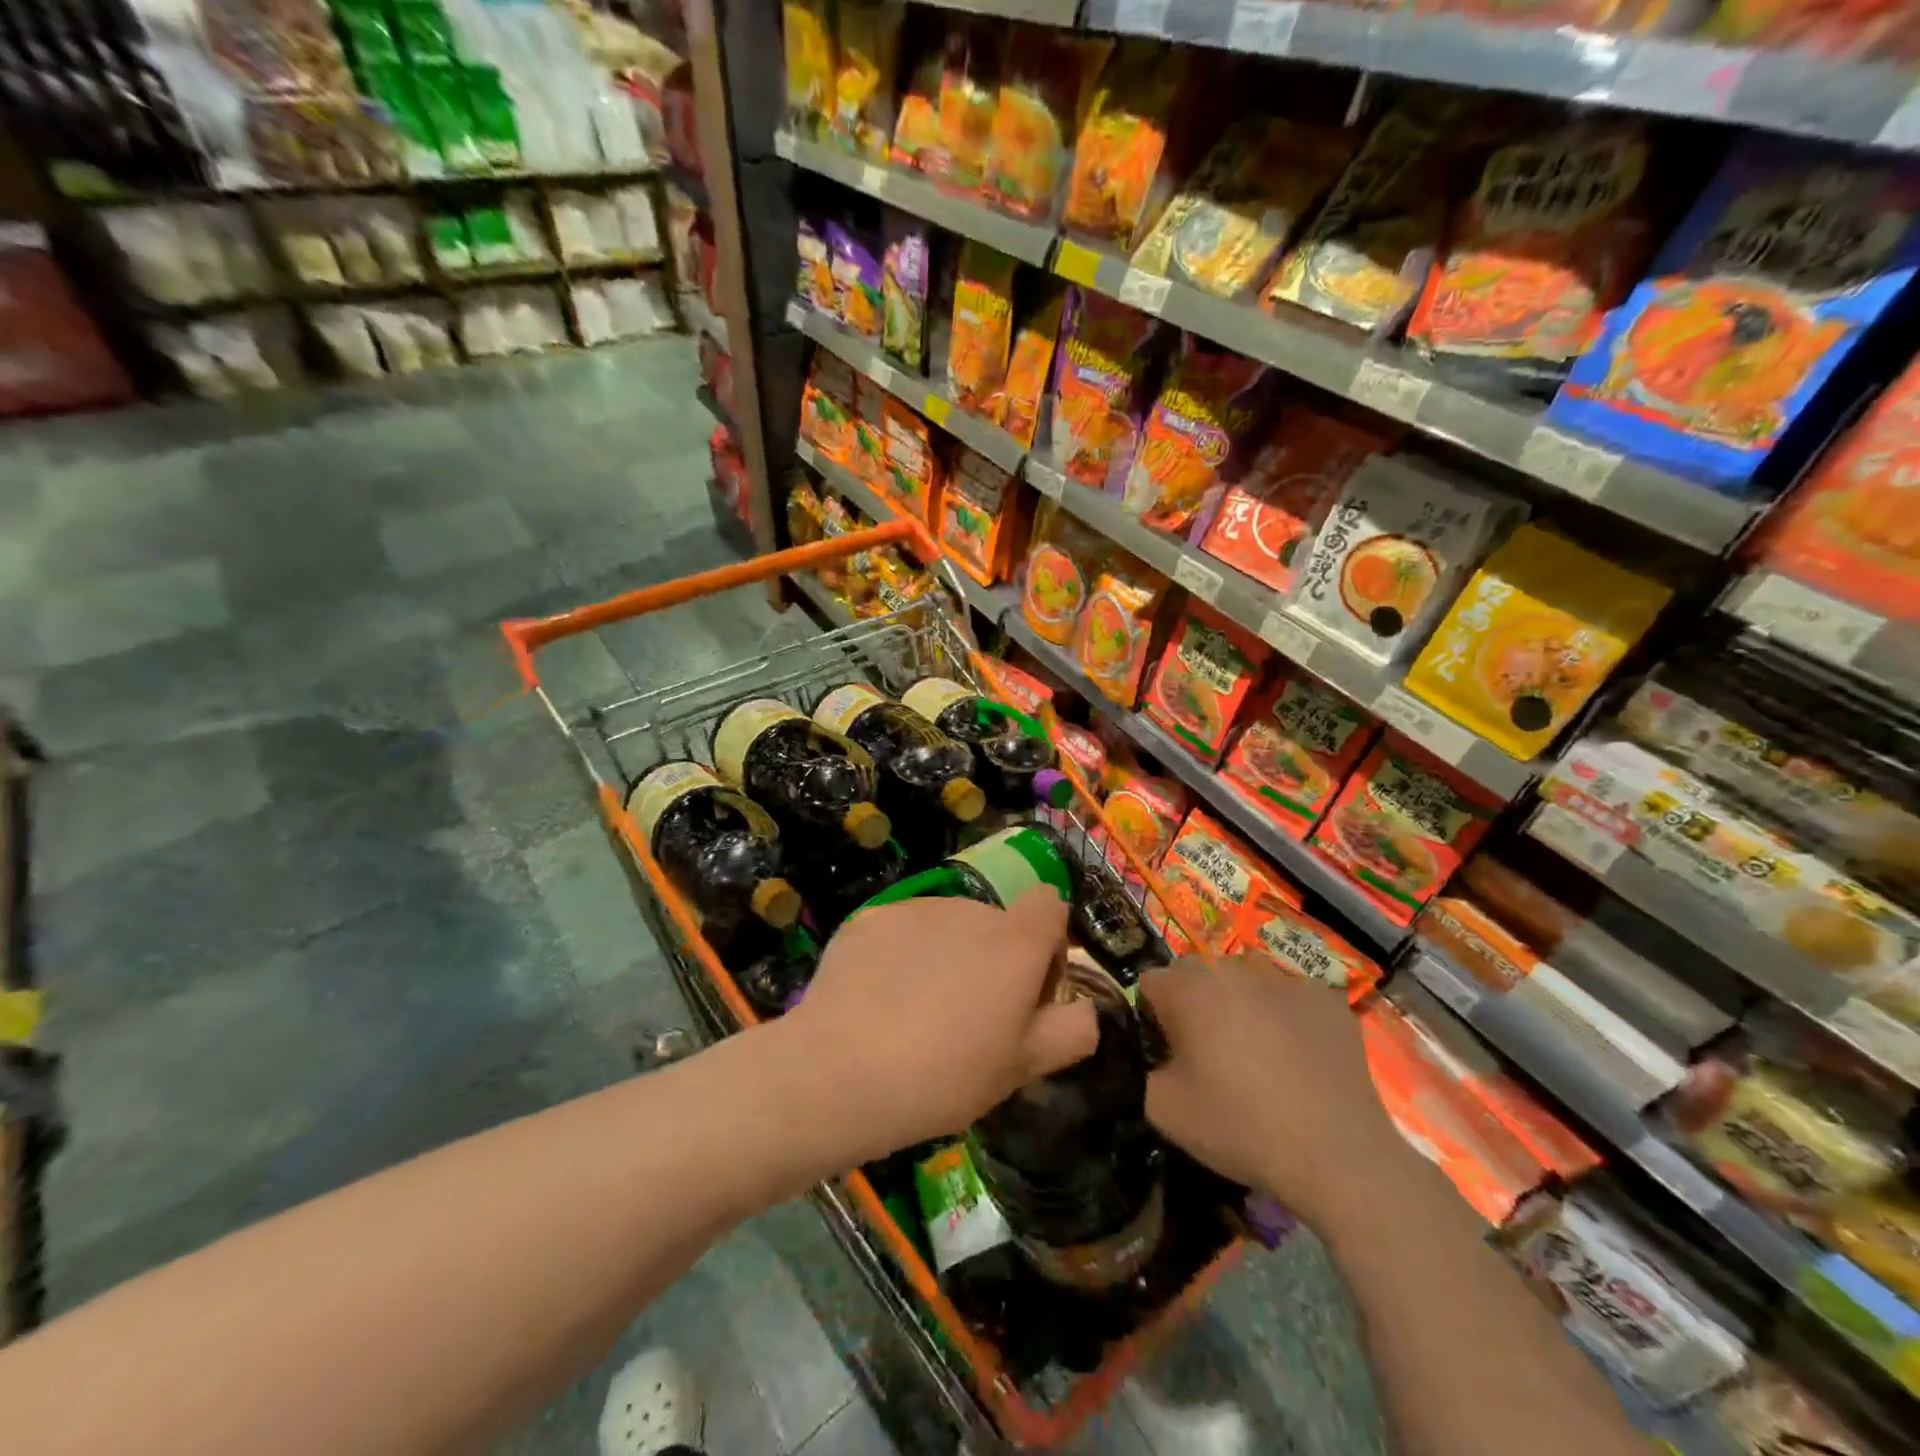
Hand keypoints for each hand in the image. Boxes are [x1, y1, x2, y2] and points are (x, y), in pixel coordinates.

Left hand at [782, 889, 1098, 1157]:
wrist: (839, 1072)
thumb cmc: (944, 1076)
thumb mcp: (1021, 1070)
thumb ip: (1070, 1032)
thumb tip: (1086, 1009)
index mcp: (1014, 942)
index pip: (1050, 903)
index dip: (1048, 942)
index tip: (1029, 989)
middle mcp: (969, 910)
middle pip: (996, 922)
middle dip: (993, 959)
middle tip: (968, 1019)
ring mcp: (916, 909)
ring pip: (948, 926)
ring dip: (947, 955)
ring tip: (917, 1014)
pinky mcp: (870, 918)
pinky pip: (902, 931)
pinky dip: (901, 956)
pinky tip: (878, 1001)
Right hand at [1140, 955, 1404, 1229]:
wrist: (1338, 1155)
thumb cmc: (1243, 1128)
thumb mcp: (1164, 1111)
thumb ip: (1144, 1071)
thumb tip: (1156, 1059)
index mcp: (1190, 990)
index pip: (1151, 983)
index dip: (1153, 1018)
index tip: (1169, 1053)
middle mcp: (1234, 970)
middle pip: (1198, 975)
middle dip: (1196, 1005)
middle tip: (1210, 1055)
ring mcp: (1285, 980)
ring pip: (1246, 981)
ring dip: (1241, 1005)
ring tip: (1258, 1054)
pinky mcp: (1327, 998)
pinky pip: (1291, 997)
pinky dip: (1287, 1018)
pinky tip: (1299, 1058)